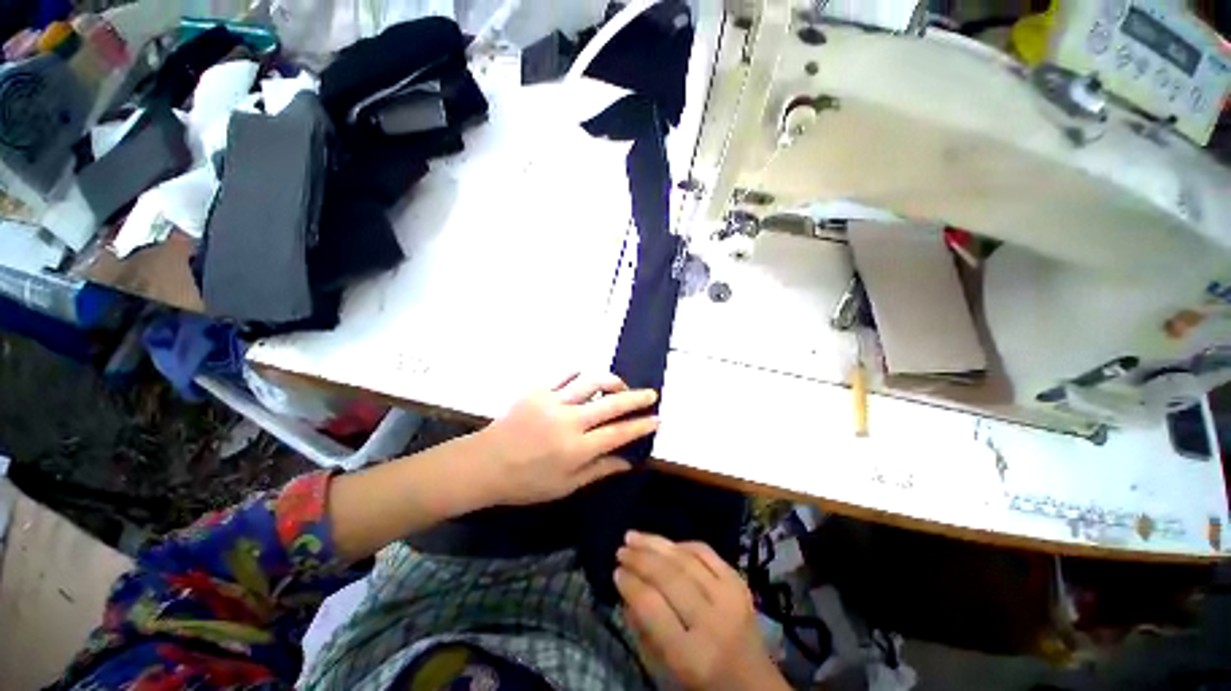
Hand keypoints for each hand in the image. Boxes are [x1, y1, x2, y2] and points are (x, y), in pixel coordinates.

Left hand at [476, 373, 658, 505]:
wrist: (485, 464)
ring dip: (611, 380)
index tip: (657, 419)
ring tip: (620, 385)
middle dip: (636, 397)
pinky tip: (586, 379)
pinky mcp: (538, 390)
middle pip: (611, 403)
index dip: (641, 425)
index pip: (618, 433)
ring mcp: (553, 401)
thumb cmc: (526, 483)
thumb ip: (599, 471)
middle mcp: (569, 421)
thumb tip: (628, 462)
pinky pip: (565, 374)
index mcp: (576, 449)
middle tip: (651, 394)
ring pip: (591, 381)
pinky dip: (581, 374)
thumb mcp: (565, 486)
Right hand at [615, 532, 788, 690]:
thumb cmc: (704, 682)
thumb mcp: (667, 669)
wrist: (755, 683)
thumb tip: (627, 589)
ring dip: (656, 543)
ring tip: (633, 536)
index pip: (653, 608)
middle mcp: (713, 622)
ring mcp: (730, 597)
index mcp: (692, 656)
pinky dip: (681, 544)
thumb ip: (644, 630)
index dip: (631, 585)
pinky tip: (665, 543)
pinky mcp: (740, 582)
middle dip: (640, 559)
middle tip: (621, 549)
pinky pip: (705, 551)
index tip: (615, 572)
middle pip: (669, 578)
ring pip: (686, 558)